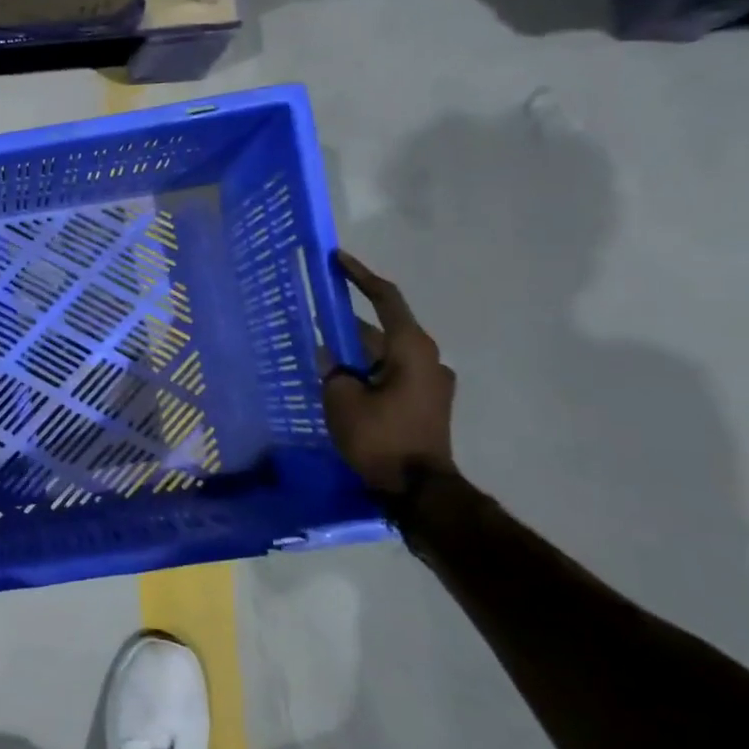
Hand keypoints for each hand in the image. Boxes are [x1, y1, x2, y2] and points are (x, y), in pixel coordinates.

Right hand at [322, 252, 457, 494]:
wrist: (418, 489)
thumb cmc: (379, 437)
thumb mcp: (341, 399)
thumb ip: (332, 369)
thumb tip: (331, 356)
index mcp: (411, 349)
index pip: (385, 299)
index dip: (360, 276)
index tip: (337, 259)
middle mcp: (428, 358)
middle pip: (382, 329)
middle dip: (347, 325)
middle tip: (315, 319)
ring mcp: (432, 382)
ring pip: (386, 354)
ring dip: (357, 352)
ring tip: (323, 356)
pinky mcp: (428, 403)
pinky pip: (392, 374)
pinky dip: (368, 371)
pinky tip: (343, 382)